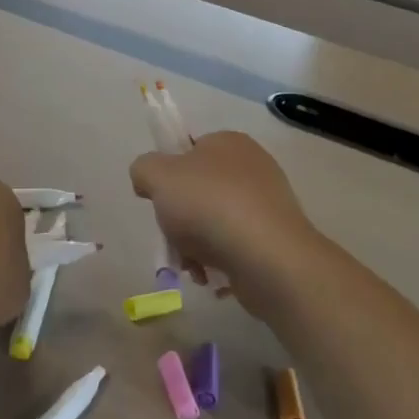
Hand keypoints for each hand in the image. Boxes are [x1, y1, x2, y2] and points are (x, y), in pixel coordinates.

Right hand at [130, 132, 327, 317]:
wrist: (267, 258)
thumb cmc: (209, 205)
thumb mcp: (157, 175)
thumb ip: (143, 169)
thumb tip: (148, 181)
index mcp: (228, 142)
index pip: (188, 151)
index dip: (168, 175)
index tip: (160, 199)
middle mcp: (252, 167)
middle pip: (198, 191)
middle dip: (179, 218)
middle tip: (172, 235)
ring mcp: (267, 204)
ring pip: (213, 222)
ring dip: (194, 245)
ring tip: (191, 264)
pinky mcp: (275, 239)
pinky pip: (234, 246)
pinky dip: (218, 260)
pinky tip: (210, 275)